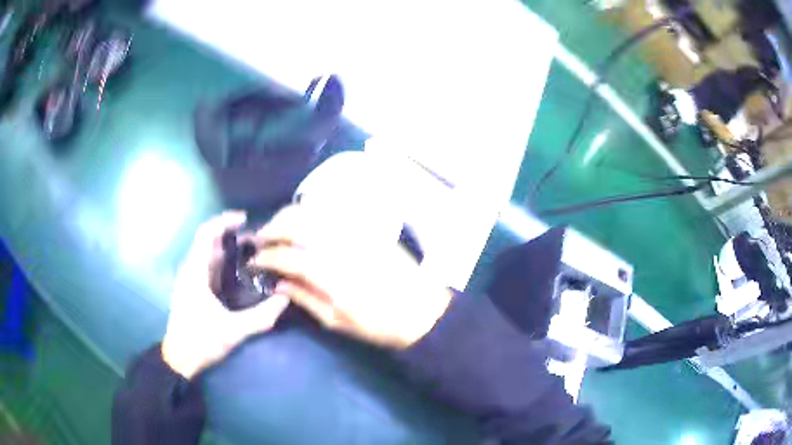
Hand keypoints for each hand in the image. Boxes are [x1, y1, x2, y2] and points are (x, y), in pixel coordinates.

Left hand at [162, 212, 290, 378]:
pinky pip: (208, 265)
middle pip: (209, 241)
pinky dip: (224, 261)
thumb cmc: (200, 341)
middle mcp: (190, 270)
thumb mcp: (232, 331)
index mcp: (195, 273)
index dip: (224, 221)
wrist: (179, 358)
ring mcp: (190, 279)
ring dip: (228, 248)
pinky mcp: (193, 289)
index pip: (206, 234)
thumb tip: (285, 299)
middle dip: (232, 235)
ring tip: (252, 253)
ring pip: (209, 253)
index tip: (245, 220)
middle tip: (257, 240)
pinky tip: (240, 272)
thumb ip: (260, 317)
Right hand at [252, 205, 453, 348]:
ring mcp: (354, 231)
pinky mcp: (366, 226)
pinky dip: (310, 213)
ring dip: (288, 216)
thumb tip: (278, 283)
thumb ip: (305, 298)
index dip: (265, 257)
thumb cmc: (379, 324)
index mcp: (331, 274)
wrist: (423, 310)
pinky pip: (331, 211)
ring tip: (277, 230)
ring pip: (312, 211)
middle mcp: (339, 244)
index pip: (286, 256)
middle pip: (295, 222)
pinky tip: (303, 225)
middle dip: (271, 228)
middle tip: (260, 240)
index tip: (253, 261)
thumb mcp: (338, 321)